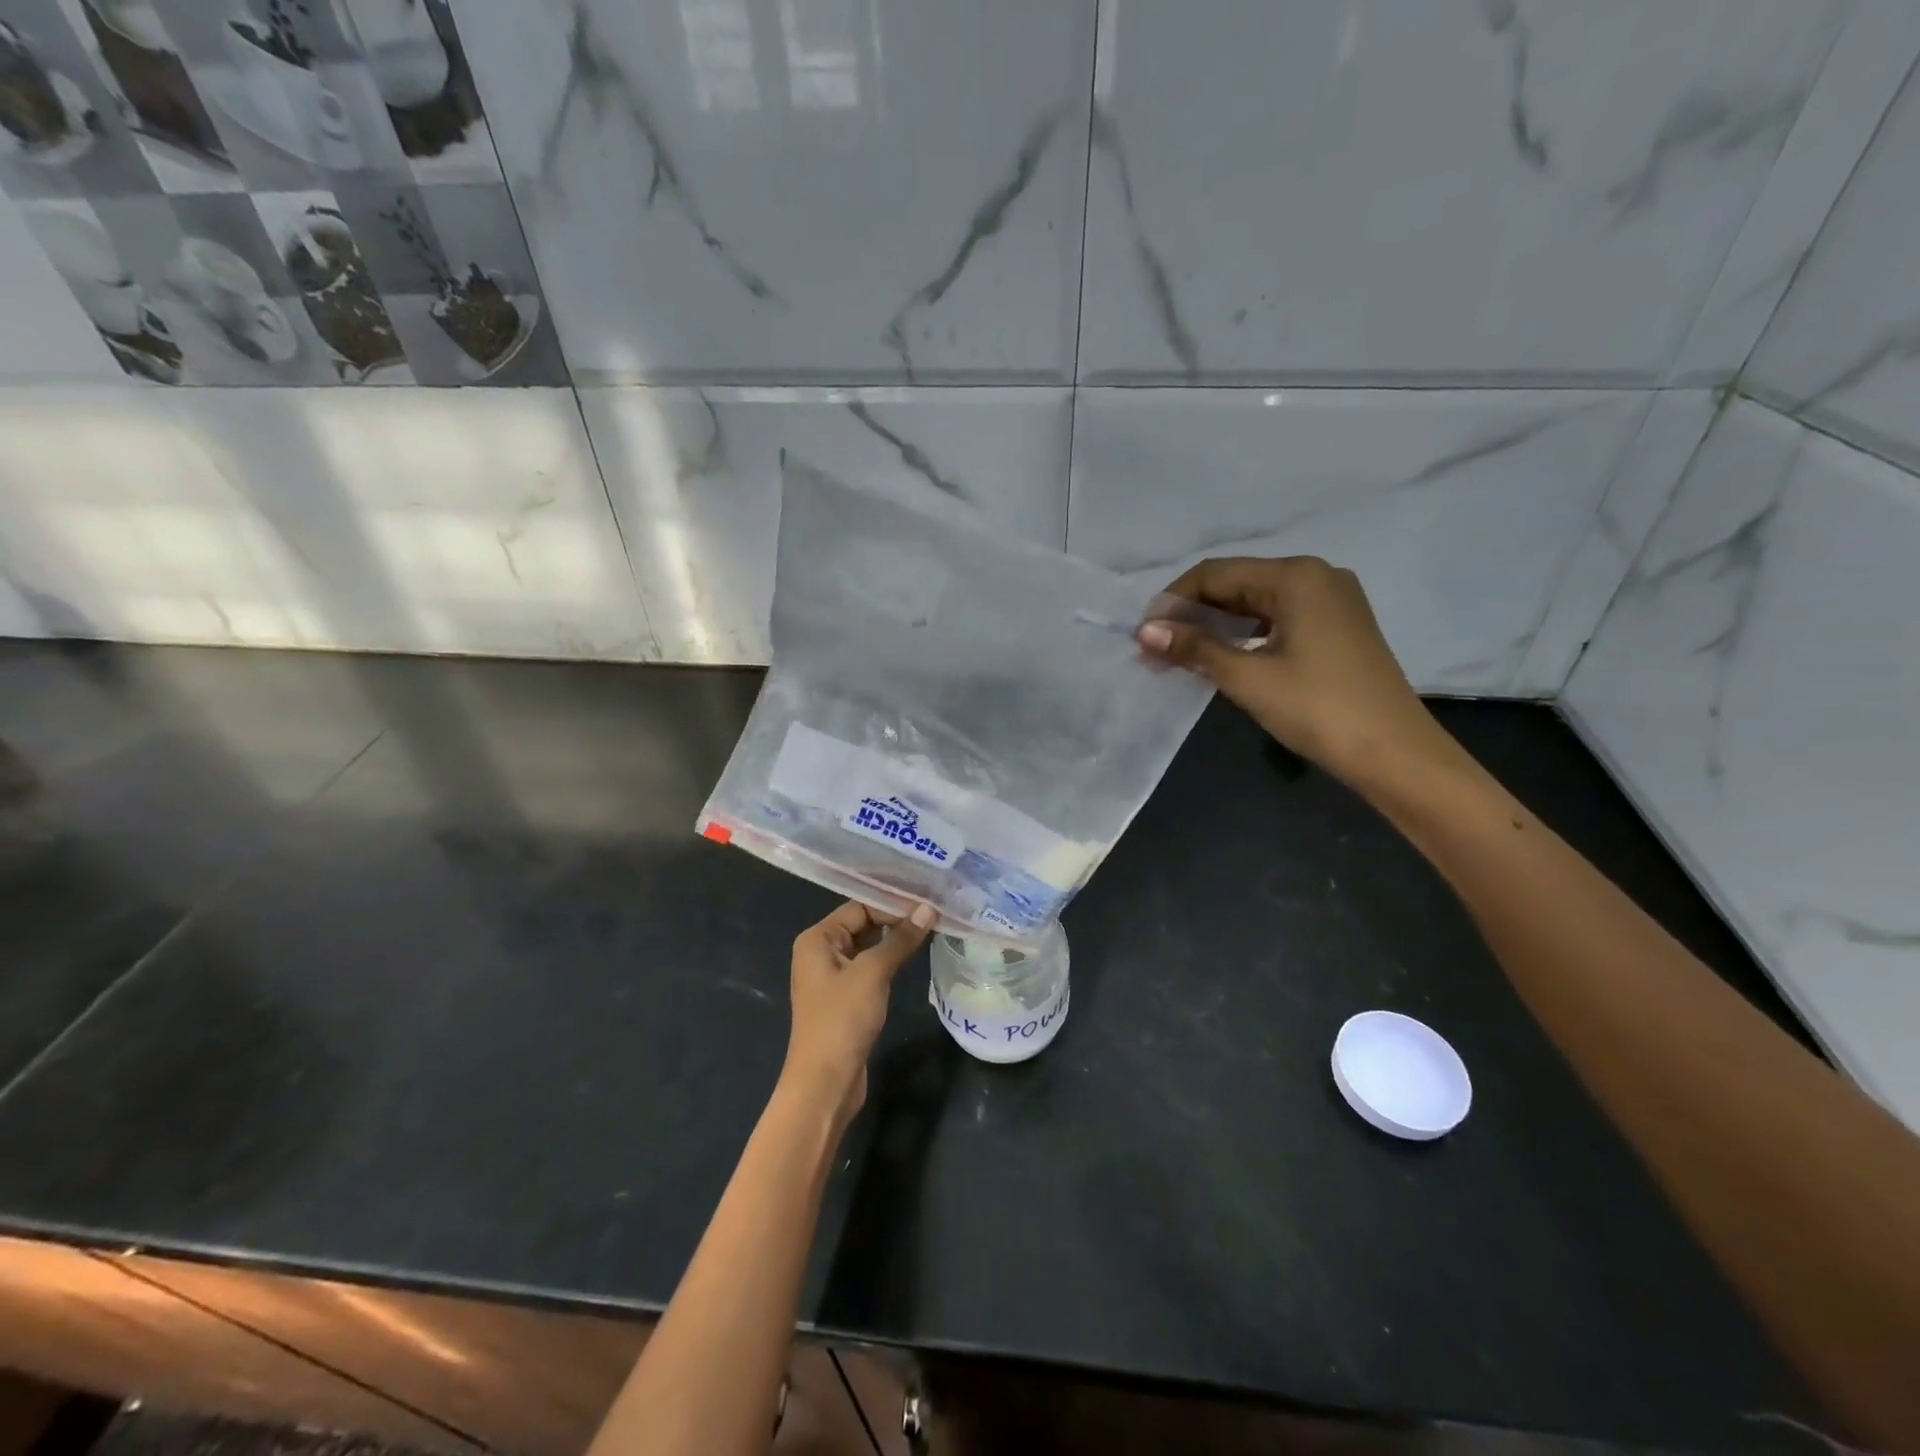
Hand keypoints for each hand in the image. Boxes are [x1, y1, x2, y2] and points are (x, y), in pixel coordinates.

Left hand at [783, 900, 934, 1125]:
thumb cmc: (842, 1019)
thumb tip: (928, 909)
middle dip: (896, 920)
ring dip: (895, 941)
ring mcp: (831, 977)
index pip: (859, 907)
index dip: (893, 904)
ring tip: (932, 930)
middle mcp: (820, 952)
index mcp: (817, 939)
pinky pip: (869, 969)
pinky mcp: (845, 998)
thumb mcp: (873, 973)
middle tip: (935, 914)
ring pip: (868, 947)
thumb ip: (900, 939)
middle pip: (863, 924)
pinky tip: (913, 958)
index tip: (928, 903)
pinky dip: (890, 961)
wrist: (825, 1082)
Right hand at [1137, 556, 1454, 789]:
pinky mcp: (1337, 627)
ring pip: (1256, 603)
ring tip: (1180, 657)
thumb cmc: (1318, 708)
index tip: (1143, 636)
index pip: (1215, 573)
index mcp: (1295, 576)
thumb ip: (1194, 648)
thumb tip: (1144, 631)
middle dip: (1192, 615)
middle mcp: (1316, 576)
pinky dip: (1244, 636)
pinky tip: (1221, 658)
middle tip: (1156, 650)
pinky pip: (1277, 619)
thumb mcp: (1248, 677)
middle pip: (1236, 583)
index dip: (1173, 601)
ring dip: (1215, 627)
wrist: (1394, 754)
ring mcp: (1331, 601)